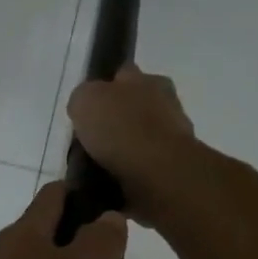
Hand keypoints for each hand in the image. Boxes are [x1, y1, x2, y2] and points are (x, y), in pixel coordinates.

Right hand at [67, 64, 194, 223]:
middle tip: (92, 141)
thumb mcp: (86, 100)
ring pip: (142, 139)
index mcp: (149, 80)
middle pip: (135, 108)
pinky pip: (146, 167)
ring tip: (100, 168)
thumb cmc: (122, 129)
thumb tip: (85, 107)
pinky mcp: (174, 168)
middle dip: (117, 121)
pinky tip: (115, 183)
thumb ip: (83, 98)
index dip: (104, 89)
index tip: (89, 109)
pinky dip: (132, 173)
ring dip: (125, 150)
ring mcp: (174, 138)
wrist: (158, 174)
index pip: (124, 75)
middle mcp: (166, 103)